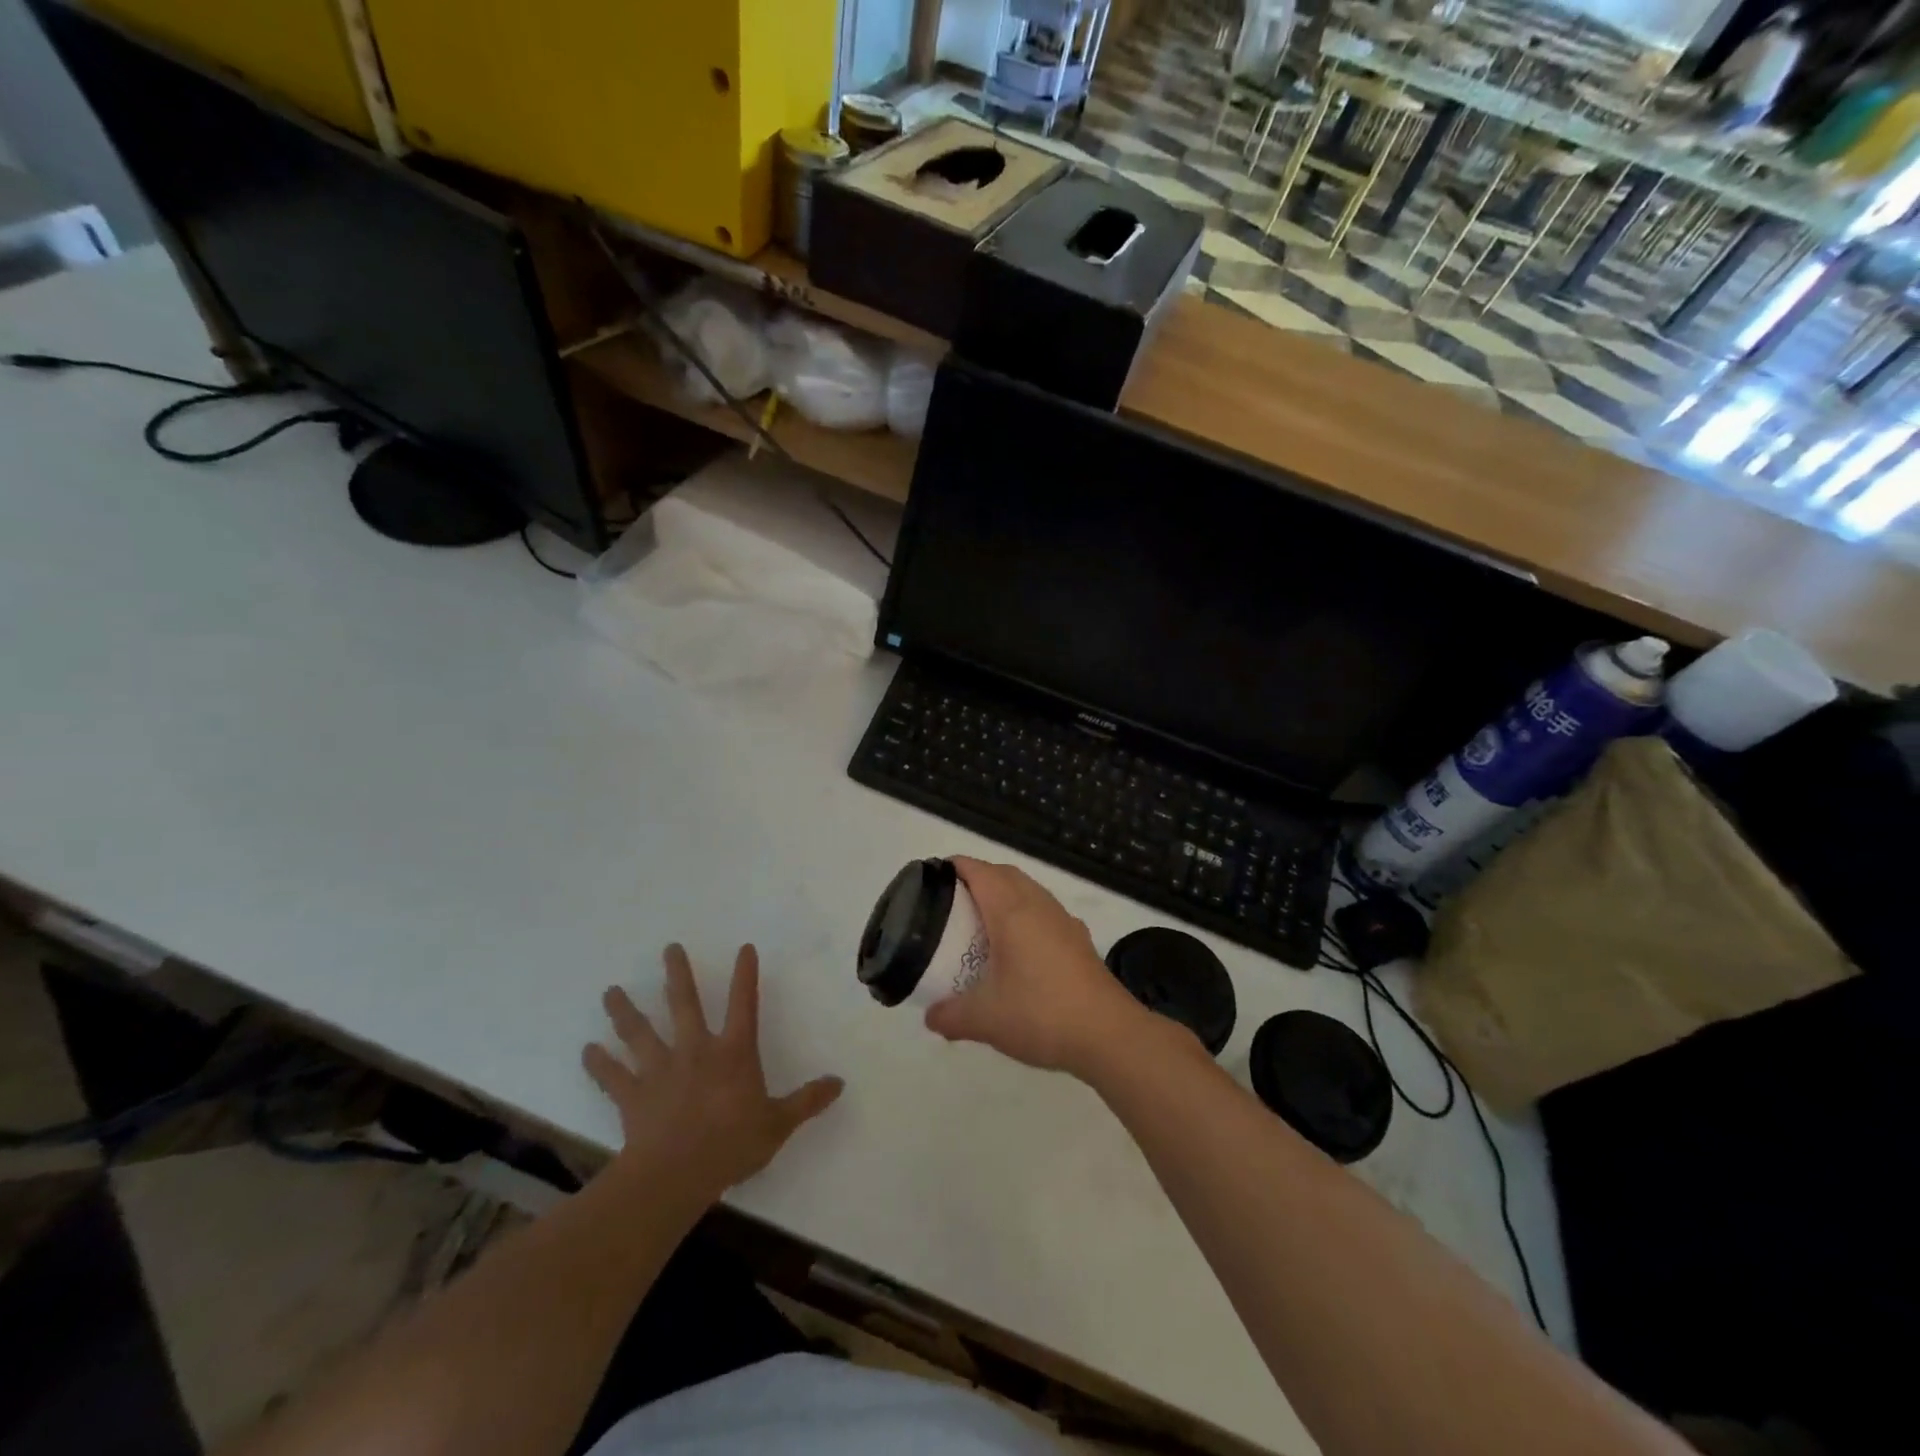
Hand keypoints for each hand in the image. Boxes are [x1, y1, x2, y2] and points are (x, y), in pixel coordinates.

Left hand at [584, 944, 842, 1207]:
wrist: (675, 1175)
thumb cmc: (731, 1145)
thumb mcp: (778, 1124)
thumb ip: (807, 1101)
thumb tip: (839, 1083)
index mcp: (733, 1052)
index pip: (743, 1004)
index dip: (745, 975)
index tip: (744, 948)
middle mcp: (695, 1051)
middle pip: (684, 1004)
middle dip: (677, 975)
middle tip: (669, 949)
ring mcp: (660, 1071)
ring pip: (640, 1033)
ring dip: (624, 1011)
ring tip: (610, 991)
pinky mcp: (633, 1096)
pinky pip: (612, 1077)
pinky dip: (598, 1064)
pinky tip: (586, 1051)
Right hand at [925, 858, 1157, 1078]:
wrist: (1108, 1034)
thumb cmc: (1041, 1014)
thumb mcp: (985, 1019)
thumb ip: (951, 1015)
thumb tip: (931, 1017)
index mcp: (1011, 911)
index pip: (979, 871)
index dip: (955, 867)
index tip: (933, 877)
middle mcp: (1039, 905)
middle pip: (1005, 874)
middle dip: (978, 877)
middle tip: (952, 901)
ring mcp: (1064, 921)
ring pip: (1029, 891)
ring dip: (1005, 895)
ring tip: (983, 923)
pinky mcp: (1079, 940)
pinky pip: (1045, 912)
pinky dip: (1026, 916)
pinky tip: (1020, 949)